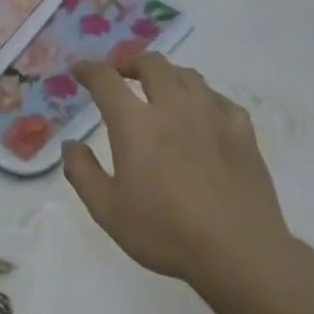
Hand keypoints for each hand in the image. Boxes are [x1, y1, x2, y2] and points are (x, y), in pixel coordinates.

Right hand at [62, 54, 293, 301]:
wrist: (238, 250)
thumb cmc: (164, 231)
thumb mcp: (107, 210)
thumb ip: (82, 172)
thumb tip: (71, 145)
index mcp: (135, 123)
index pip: (106, 80)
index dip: (89, 69)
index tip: (79, 70)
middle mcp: (173, 107)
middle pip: (152, 64)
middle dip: (130, 62)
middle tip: (119, 75)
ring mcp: (213, 116)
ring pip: (188, 75)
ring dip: (166, 74)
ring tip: (158, 88)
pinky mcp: (242, 132)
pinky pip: (219, 99)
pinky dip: (201, 96)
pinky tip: (200, 112)